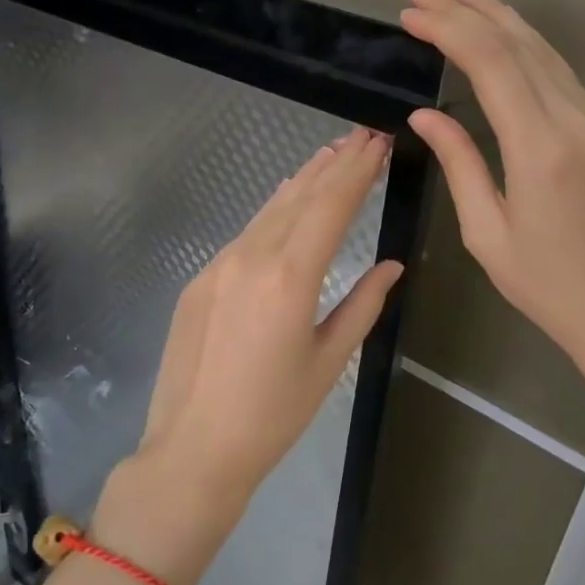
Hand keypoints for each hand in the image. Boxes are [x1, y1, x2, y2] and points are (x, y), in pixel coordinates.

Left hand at [99, 128, 402, 584]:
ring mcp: (219, 265)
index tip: (379, 143)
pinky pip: (245, 233)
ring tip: (331, 153)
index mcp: (290, 277)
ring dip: (303, 180)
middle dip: (335, 164)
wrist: (193, 449)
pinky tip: (286, 199)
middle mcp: (251, 257)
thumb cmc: (272, 415)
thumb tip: (391, 266)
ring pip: (269, 210)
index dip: (358, 172)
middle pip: (300, 197)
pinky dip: (273, 210)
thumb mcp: (328, 362)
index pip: (331, 207)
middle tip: (363, 135)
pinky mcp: (200, 279)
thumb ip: (362, 306)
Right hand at [399, 0, 584, 446]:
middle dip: (469, 11)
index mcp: (540, 147)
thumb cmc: (544, 284)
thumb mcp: (485, 231)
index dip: (449, 30)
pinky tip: (507, 38)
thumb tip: (424, 115)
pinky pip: (561, 75)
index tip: (411, 13)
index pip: (491, 64)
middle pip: (519, 46)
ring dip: (502, 19)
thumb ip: (459, 162)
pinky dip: (529, 46)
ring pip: (546, 53)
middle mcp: (573, 122)